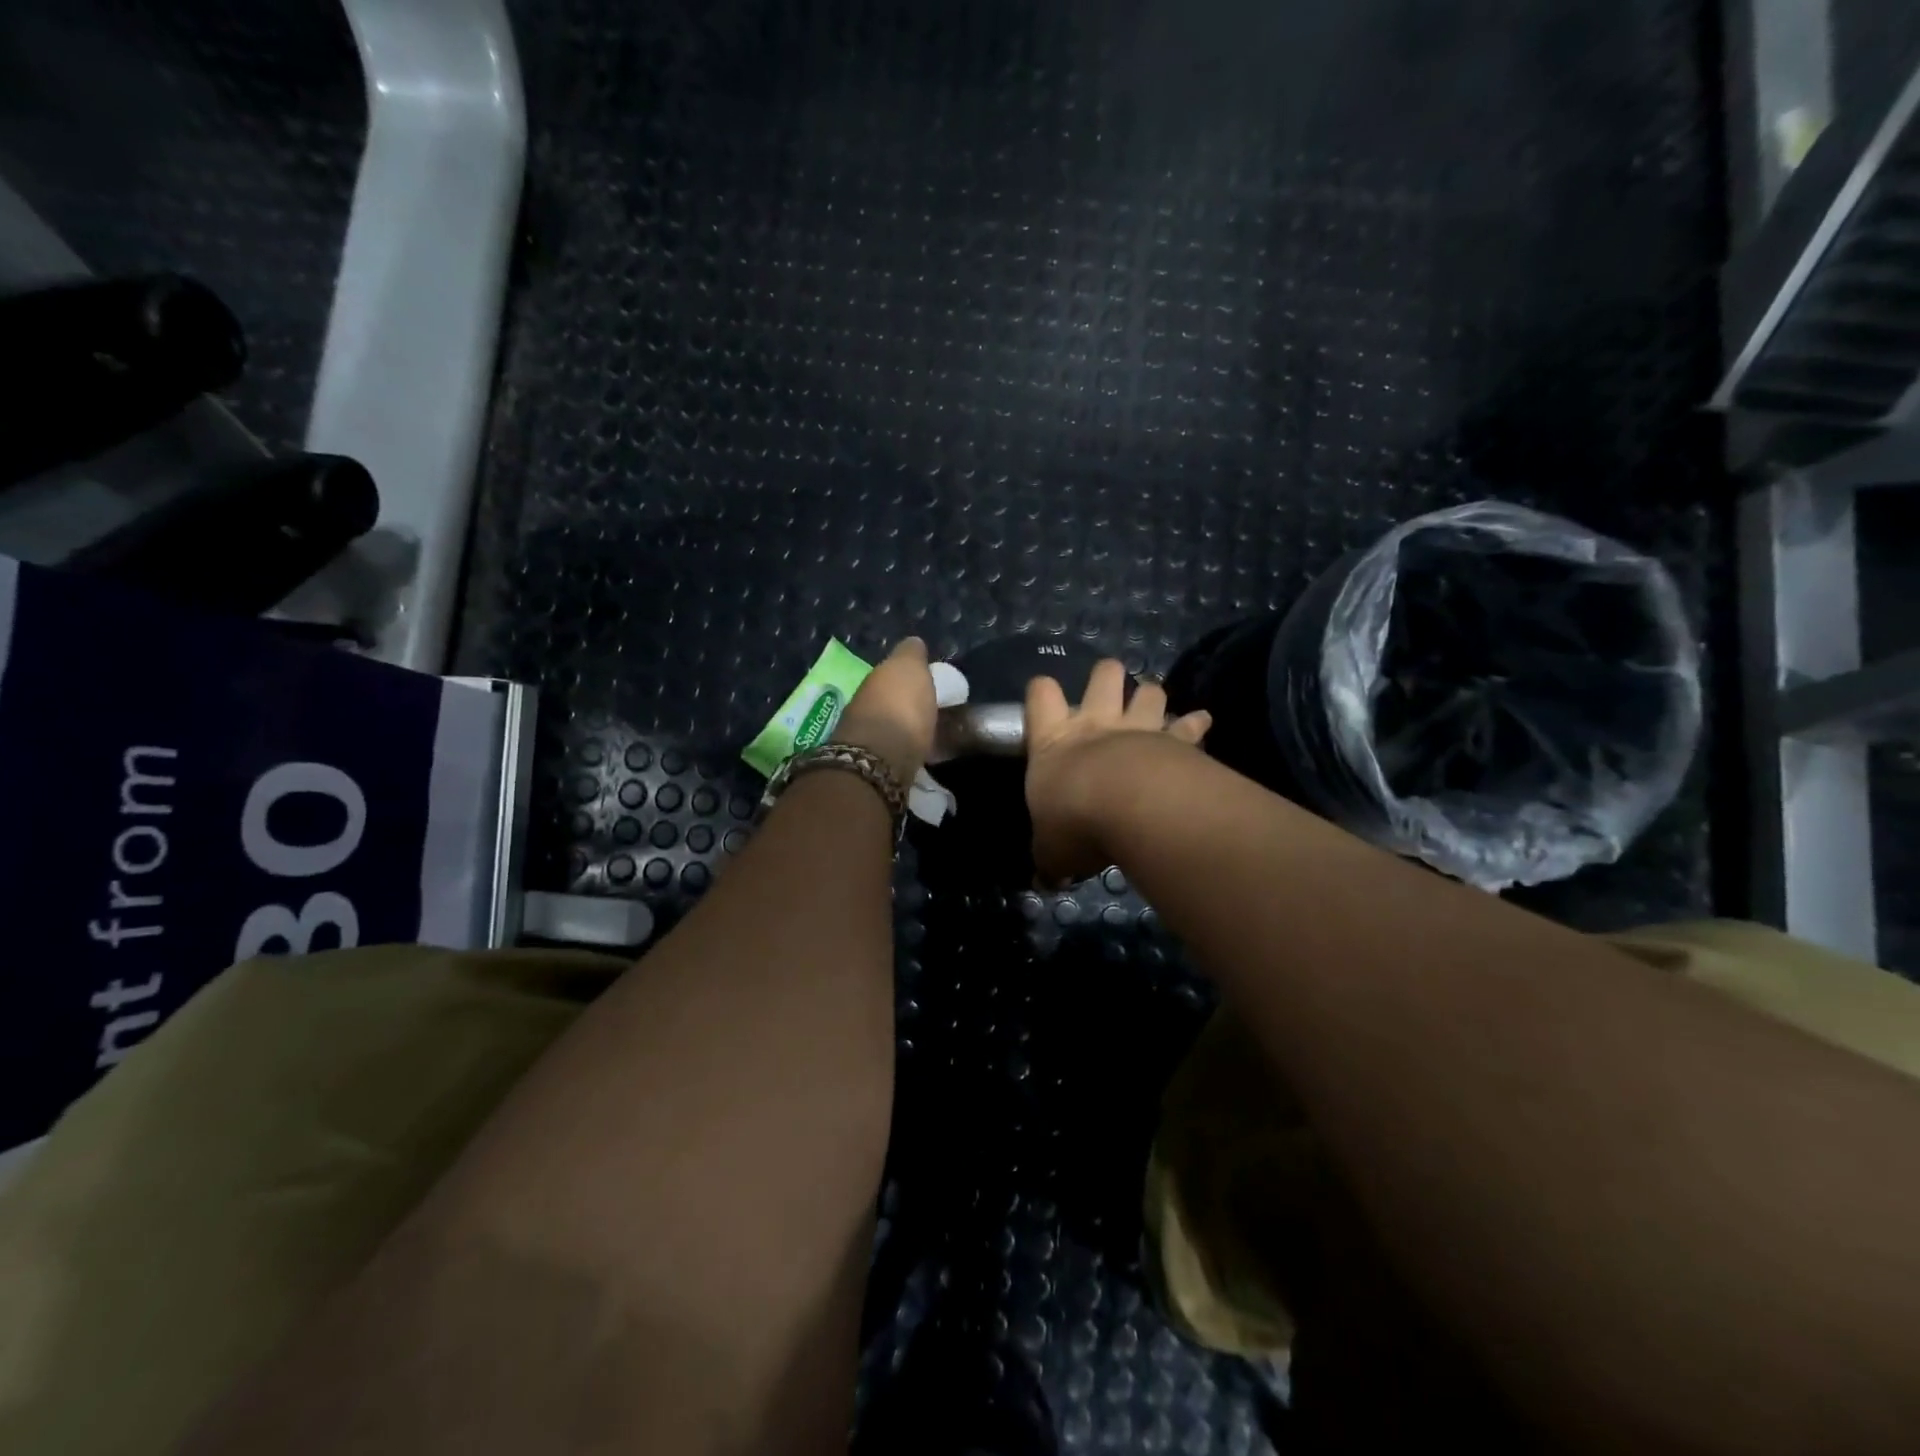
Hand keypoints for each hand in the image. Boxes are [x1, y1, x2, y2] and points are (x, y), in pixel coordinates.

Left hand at [832, 637, 938, 784]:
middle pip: (886, 701)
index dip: (907, 677)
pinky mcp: (871, 767)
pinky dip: (905, 751)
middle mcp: (862, 705)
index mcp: (873, 680)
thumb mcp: (909, 668)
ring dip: (903, 729)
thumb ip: (911, 655)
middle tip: (928, 710)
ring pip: (888, 727)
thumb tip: (913, 644)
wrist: (879, 760)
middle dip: (902, 704)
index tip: (926, 683)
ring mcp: (863, 738)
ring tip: (928, 735)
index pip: (890, 673)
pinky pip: (893, 752)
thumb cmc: (899, 707)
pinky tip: (920, 755)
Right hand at [1025, 659, 1210, 885]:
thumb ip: (1050, 857)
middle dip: (1107, 677)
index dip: (1042, 693)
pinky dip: (1196, 724)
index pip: (1040, 696)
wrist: (1130, 809)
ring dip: (1151, 695)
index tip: (1046, 700)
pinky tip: (1203, 722)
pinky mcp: (1177, 741)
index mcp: (1054, 741)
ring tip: (1153, 706)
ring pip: (1148, 690)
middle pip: (1103, 676)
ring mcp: (1139, 728)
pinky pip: (1190, 725)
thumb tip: (1047, 879)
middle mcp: (1096, 724)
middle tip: (1109, 693)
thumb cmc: (1075, 822)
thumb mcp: (1051, 849)